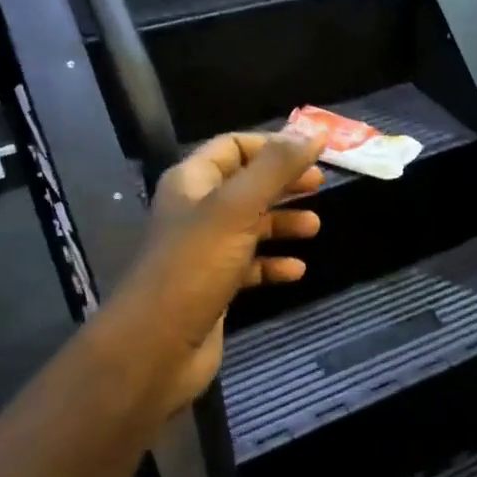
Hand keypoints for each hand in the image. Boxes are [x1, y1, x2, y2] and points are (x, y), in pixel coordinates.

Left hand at [100, 130, 327, 416]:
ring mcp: (204, 251)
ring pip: (250, 226)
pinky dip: (273, 265)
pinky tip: (296, 271)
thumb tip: (315, 131)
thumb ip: (276, 168)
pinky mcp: (214, 286)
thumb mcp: (237, 208)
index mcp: (192, 182)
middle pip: (246, 185)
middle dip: (283, 183)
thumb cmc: (194, 266)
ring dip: (282, 224)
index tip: (312, 153)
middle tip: (320, 186)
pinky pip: (249, 266)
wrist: (156, 346)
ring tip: (314, 228)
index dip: (271, 145)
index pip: (233, 147)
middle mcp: (196, 211)